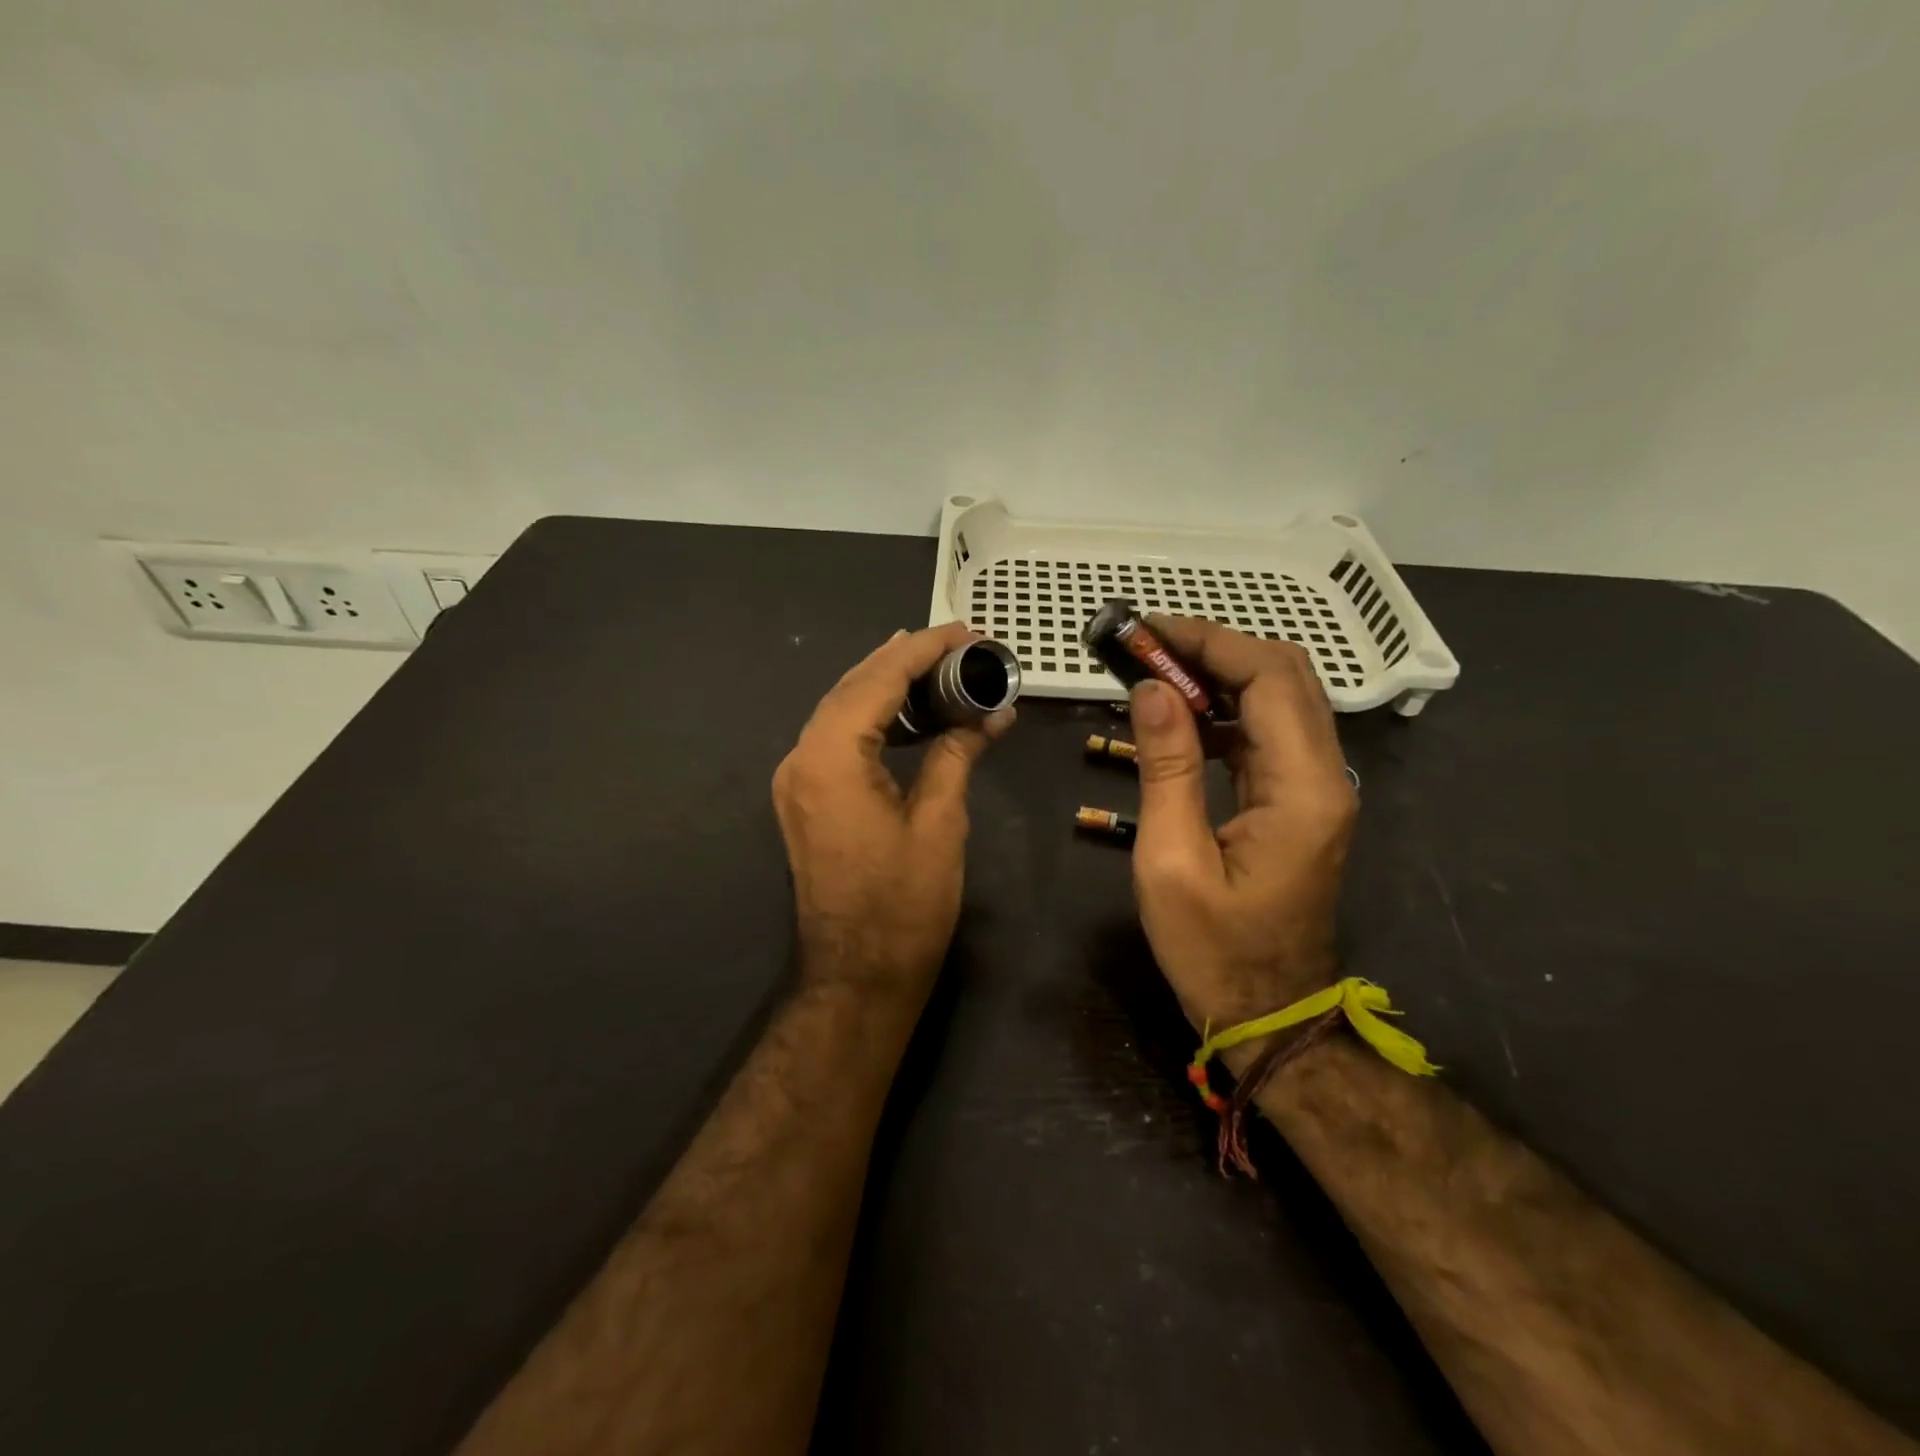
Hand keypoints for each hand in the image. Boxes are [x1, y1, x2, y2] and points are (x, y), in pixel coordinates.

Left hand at [773, 623, 1014, 997]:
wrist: (856, 976)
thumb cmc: (904, 905)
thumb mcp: (940, 822)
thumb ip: (956, 754)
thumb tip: (990, 714)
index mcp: (831, 758)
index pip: (879, 680)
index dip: (924, 650)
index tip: (965, 632)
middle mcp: (802, 758)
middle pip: (852, 686)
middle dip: (902, 657)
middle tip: (953, 641)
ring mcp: (797, 780)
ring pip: (840, 709)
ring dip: (884, 683)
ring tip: (933, 663)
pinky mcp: (805, 799)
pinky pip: (836, 738)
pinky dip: (871, 716)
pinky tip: (904, 711)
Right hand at [1126, 617, 1356, 1030]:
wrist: (1270, 1016)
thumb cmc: (1214, 951)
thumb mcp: (1172, 861)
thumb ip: (1166, 767)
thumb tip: (1150, 688)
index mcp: (1304, 788)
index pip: (1269, 678)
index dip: (1209, 642)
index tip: (1146, 633)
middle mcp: (1325, 775)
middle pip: (1284, 675)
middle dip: (1214, 648)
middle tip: (1145, 646)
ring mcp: (1317, 788)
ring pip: (1278, 699)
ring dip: (1218, 675)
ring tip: (1152, 671)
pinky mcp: (1298, 801)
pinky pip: (1266, 733)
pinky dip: (1223, 710)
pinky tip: (1178, 716)